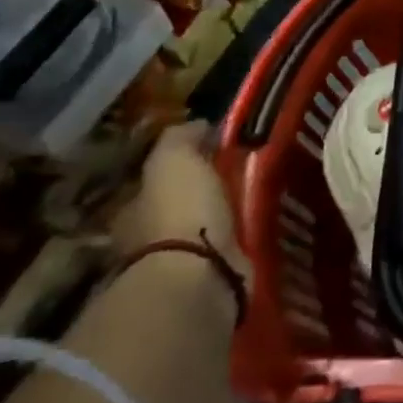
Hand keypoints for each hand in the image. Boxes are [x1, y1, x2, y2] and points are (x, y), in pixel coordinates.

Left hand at [114, 123, 250, 291]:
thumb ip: (181, 139)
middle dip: (208, 195)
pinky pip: (233, 251)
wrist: (200, 274)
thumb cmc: (180, 212)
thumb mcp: (174, 160)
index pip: (157, 181)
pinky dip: (245, 240)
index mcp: (135, 209)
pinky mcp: (215, 279)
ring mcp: (183, 262)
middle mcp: (151, 239)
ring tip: (264, 199)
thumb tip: (198, 123)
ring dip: (230, 218)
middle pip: (183, 207)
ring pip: (209, 230)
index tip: (216, 152)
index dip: (184, 166)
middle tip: (246, 175)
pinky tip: (266, 227)